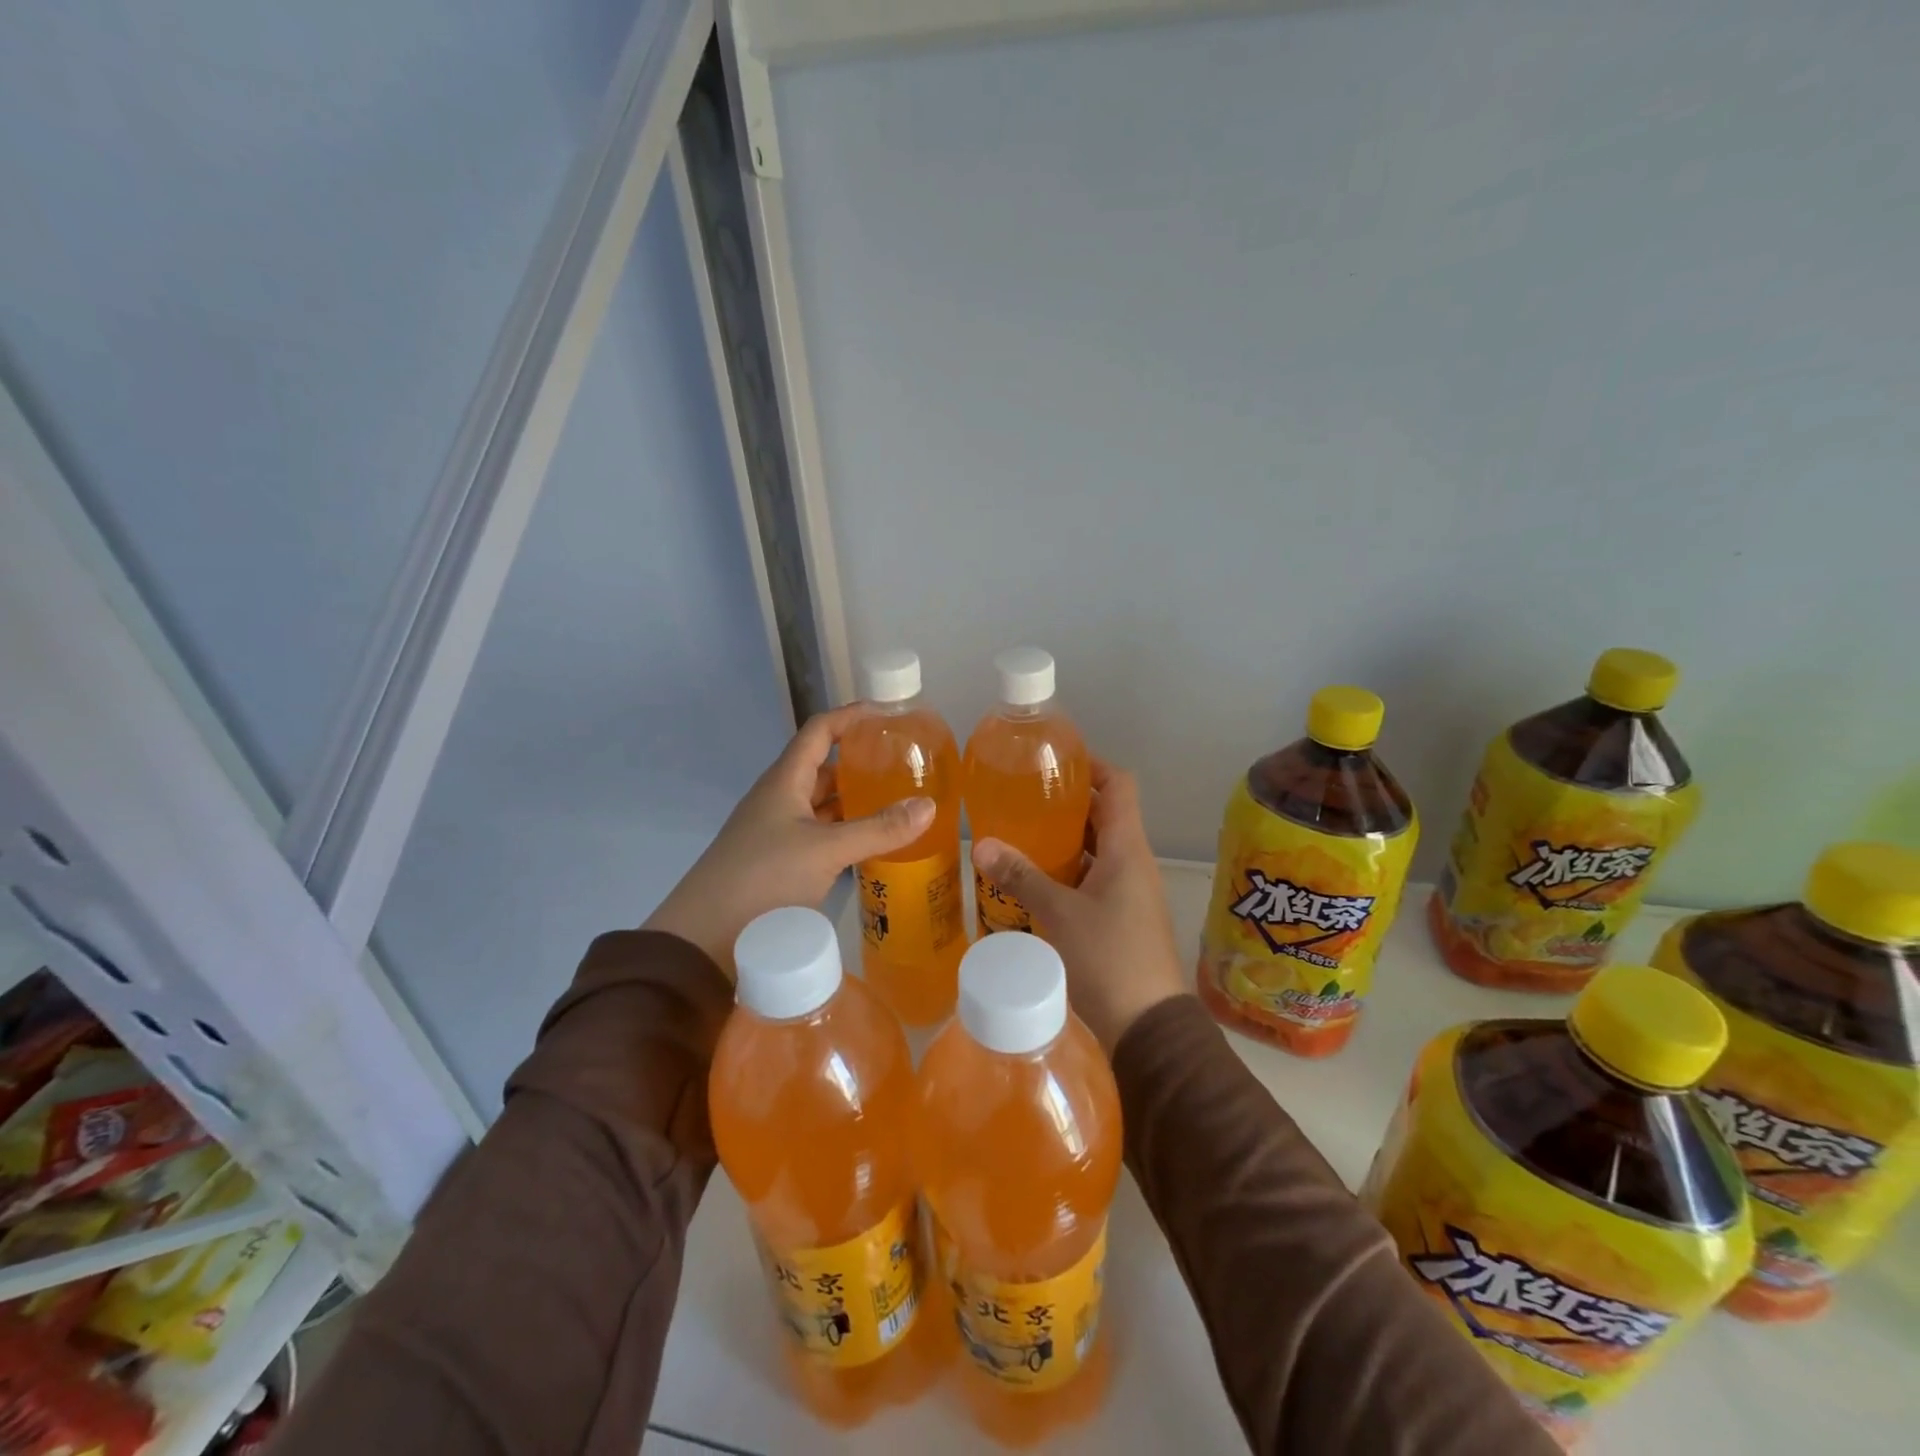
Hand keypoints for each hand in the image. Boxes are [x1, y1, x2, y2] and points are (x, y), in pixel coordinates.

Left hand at [643, 705, 933, 972]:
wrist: (704, 938)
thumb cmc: (763, 878)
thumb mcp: (826, 851)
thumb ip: (878, 829)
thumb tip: (930, 806)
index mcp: (785, 781)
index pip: (819, 731)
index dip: (851, 716)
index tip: (888, 715)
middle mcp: (779, 798)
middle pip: (823, 767)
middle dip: (860, 761)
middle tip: (903, 764)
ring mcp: (777, 831)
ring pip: (822, 804)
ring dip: (854, 799)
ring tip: (896, 800)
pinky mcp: (779, 862)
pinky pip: (820, 834)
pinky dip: (845, 832)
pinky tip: (870, 843)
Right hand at [972, 761, 1185, 1053]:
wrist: (1149, 1030)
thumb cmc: (1109, 960)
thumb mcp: (1059, 914)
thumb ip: (1021, 877)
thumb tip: (982, 845)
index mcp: (1127, 850)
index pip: (1119, 785)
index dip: (1091, 765)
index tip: (1055, 761)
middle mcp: (1133, 864)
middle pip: (1104, 816)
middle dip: (1066, 804)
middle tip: (1022, 799)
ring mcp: (1129, 893)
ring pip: (1095, 851)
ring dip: (1063, 842)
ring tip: (1019, 837)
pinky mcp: (1121, 920)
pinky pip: (1092, 881)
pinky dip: (1066, 874)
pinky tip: (1032, 884)